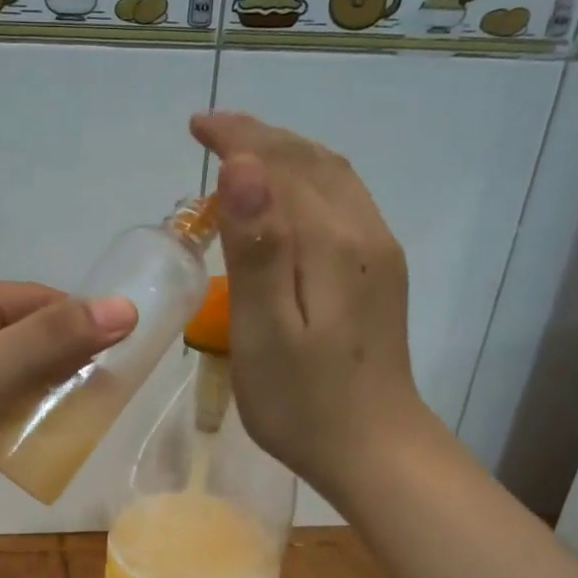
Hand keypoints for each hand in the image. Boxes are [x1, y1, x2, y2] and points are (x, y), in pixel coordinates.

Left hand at [0, 283, 135, 562]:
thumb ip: (55, 338)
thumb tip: (125, 307)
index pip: (32, 299)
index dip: (77, 322)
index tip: (118, 358)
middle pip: (16, 336)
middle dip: (58, 363)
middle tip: (97, 397)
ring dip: (33, 396)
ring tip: (65, 424)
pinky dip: (4, 422)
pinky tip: (16, 447)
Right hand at [190, 111, 436, 513]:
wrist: (374, 450)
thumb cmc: (303, 403)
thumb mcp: (265, 332)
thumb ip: (257, 249)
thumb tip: (242, 167)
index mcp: (332, 244)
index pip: (281, 166)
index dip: (239, 138)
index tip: (197, 126)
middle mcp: (364, 233)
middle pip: (311, 162)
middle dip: (261, 138)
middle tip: (211, 133)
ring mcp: (379, 254)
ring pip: (332, 179)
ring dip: (286, 156)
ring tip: (242, 157)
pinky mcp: (380, 274)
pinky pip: (342, 204)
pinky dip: (307, 183)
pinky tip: (286, 201)